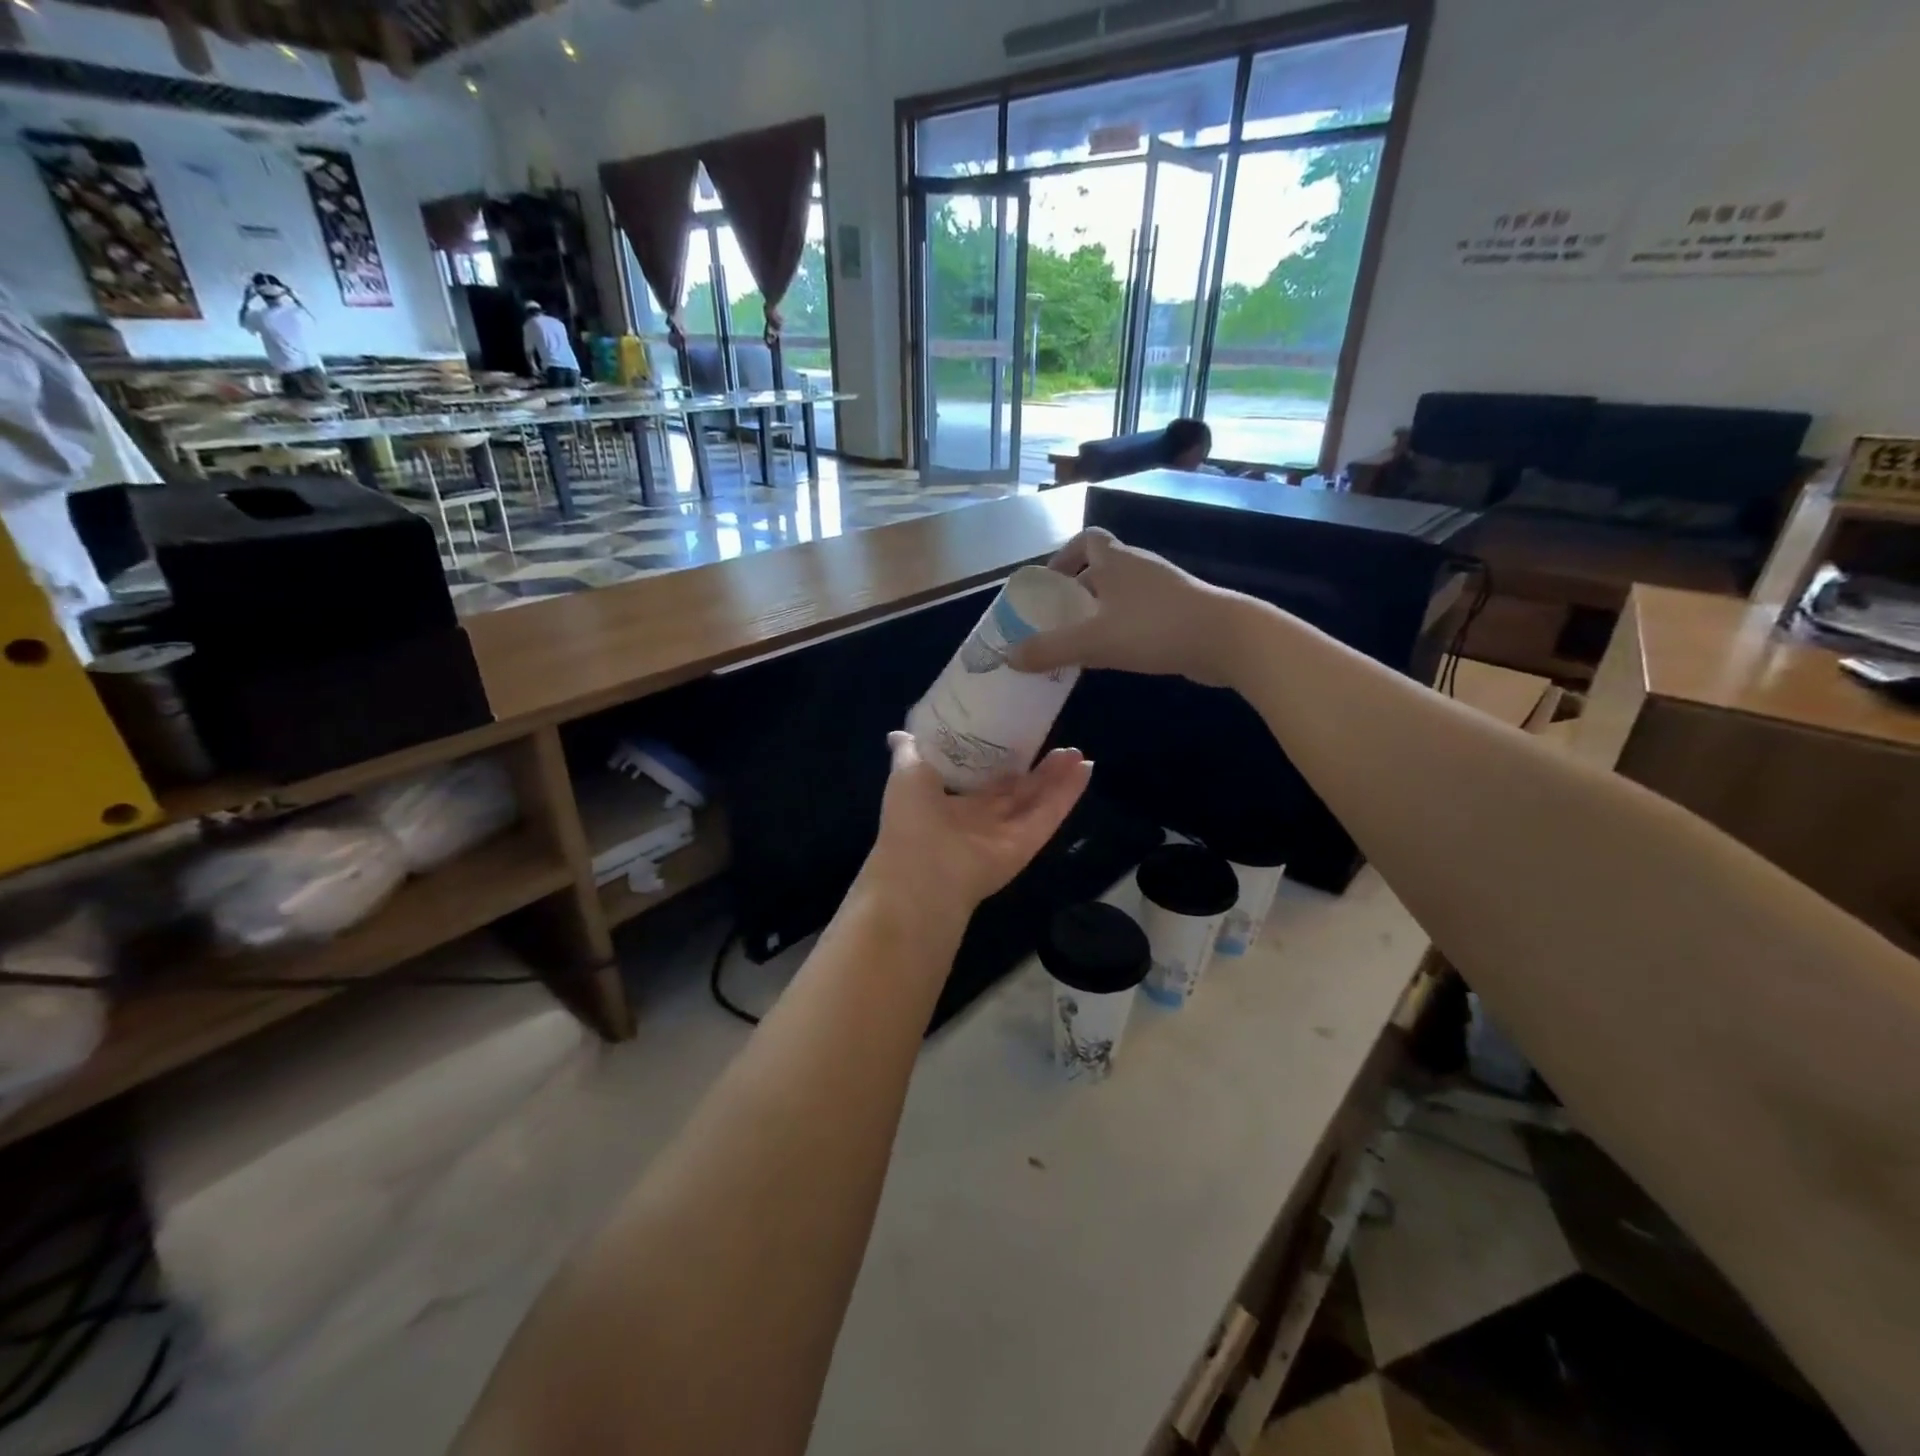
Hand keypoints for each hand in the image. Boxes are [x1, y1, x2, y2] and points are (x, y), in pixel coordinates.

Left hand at [862, 732, 1090, 917]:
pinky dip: (1068, 793)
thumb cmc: (911, 820)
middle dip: (1036, 770)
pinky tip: (1085, 769)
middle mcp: (980, 820)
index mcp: (951, 805)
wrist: (922, 873)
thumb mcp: (907, 774)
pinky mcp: (1026, 844)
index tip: (1016, 736)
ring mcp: (1006, 833)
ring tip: (1076, 753)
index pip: (982, 781)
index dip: (1000, 762)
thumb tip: (899, 733)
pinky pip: (1049, 814)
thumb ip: (910, 752)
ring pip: (1037, 801)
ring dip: (1057, 777)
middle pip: (1016, 791)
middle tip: (1056, 743)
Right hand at [1006, 528, 1250, 687]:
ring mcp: (1164, 587)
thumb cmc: (1154, 628)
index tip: (1050, 582)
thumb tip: (1009, 657)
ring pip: (1124, 591)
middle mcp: (1139, 565)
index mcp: (1116, 560)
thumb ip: (1049, 649)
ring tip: (1085, 639)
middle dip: (1079, 588)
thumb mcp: (1093, 641)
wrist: (1227, 639)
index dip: (1064, 556)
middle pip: (1103, 566)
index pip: (1086, 539)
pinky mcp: (1181, 610)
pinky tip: (1119, 652)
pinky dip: (1125, 624)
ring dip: (1102, 609)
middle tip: (1060, 618)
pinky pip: (1142, 610)